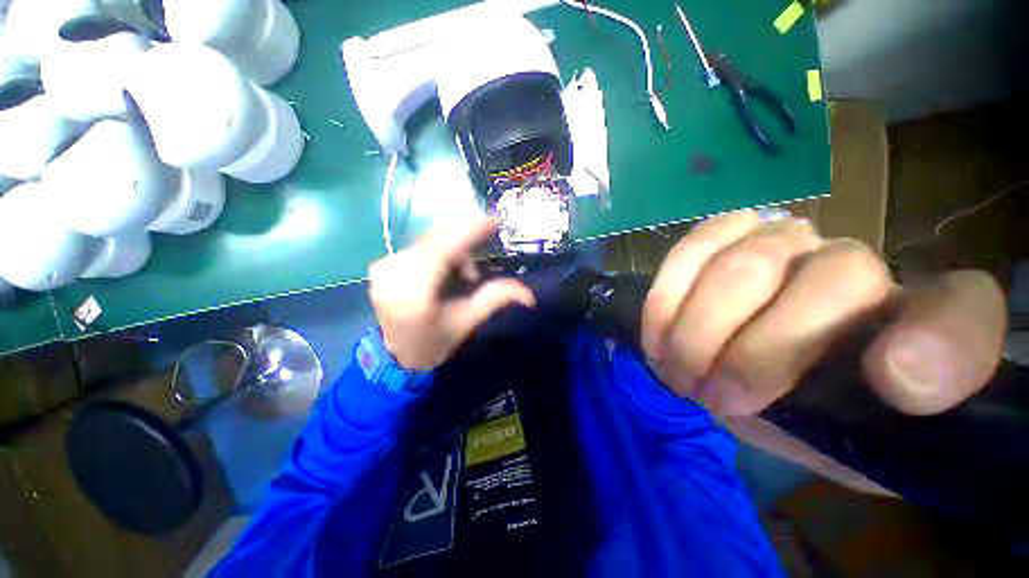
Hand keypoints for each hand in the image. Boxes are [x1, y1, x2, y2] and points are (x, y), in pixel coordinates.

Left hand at [368, 217, 534, 370]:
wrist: (393, 356)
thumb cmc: (432, 343)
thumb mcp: (466, 323)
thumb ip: (494, 299)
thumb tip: (529, 295)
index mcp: (414, 288)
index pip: (446, 246)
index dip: (472, 230)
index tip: (496, 221)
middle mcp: (394, 268)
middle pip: (438, 236)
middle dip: (466, 238)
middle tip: (486, 254)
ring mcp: (386, 263)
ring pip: (430, 238)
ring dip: (455, 246)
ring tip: (468, 275)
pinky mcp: (385, 262)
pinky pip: (421, 244)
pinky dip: (442, 249)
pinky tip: (450, 269)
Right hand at [642, 210, 1005, 415]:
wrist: (756, 377)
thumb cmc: (807, 416)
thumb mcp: (845, 446)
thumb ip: (876, 427)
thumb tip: (893, 377)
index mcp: (916, 330)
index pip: (964, 311)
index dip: (941, 344)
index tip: (894, 385)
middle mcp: (859, 268)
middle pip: (831, 279)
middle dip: (753, 353)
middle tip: (706, 395)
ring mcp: (790, 241)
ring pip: (747, 262)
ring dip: (698, 325)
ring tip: (674, 364)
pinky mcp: (730, 234)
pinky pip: (698, 243)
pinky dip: (671, 288)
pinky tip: (660, 322)